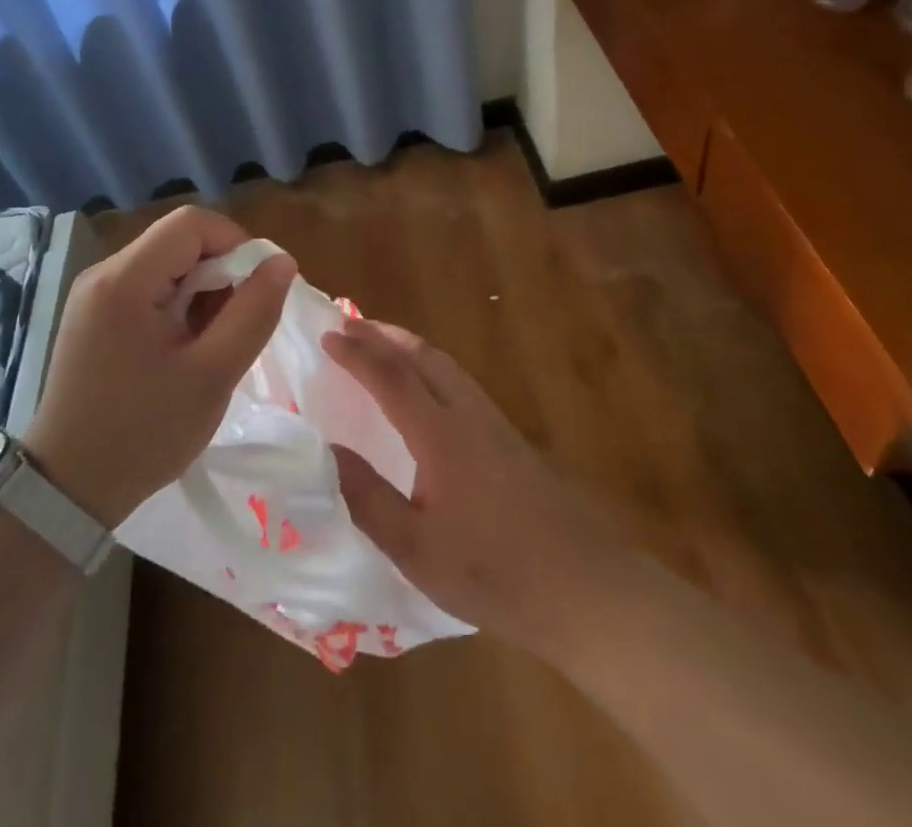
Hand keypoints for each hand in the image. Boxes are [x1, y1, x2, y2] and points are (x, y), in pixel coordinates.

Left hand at [22, 206, 295, 528]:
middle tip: (234, 325)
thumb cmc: (144, 433)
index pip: (192, 223)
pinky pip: (148, 288)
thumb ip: (254, 312)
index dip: (236, 243)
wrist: (68, 490)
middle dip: (220, 272)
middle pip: (178, 241)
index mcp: (125, 280)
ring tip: (210, 344)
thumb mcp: (212, 375)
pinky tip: (183, 349)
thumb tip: (282, 261)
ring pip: (166, 264)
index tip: (256, 289)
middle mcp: (104, 273)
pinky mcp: (93, 316)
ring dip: (201, 291)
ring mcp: (93, 295)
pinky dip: (178, 306)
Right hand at [325, 318, 626, 654]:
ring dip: (409, 347)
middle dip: (383, 336)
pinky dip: (431, 367)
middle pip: (422, 357)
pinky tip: (428, 390)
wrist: (585, 586)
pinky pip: (460, 383)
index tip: (327, 336)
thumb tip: (326, 449)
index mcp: (441, 434)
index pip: (391, 377)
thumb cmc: (494, 572)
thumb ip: (367, 497)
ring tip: (382, 344)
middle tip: (349, 325)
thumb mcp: (416, 547)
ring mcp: (495, 423)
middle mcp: (468, 414)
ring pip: (446, 366)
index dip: (357, 354)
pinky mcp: (511, 439)